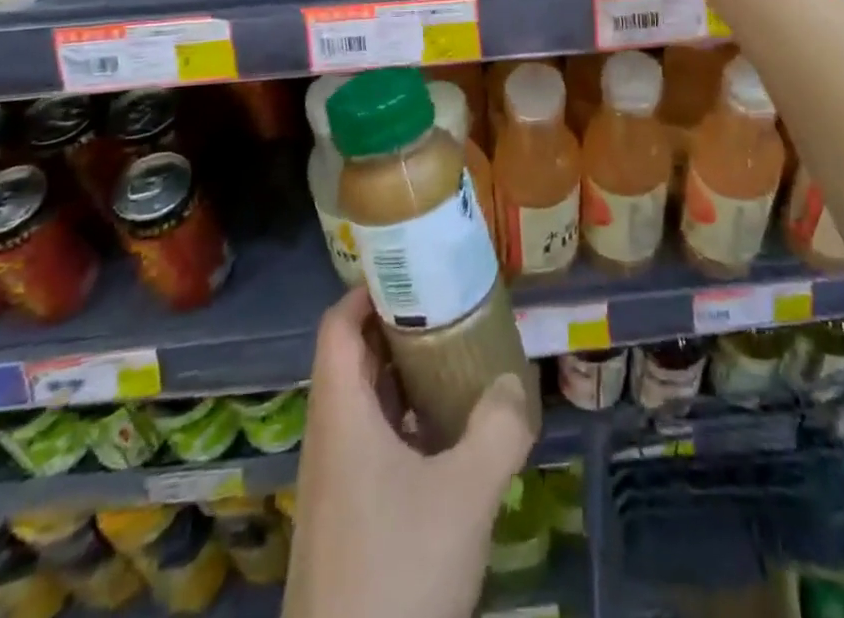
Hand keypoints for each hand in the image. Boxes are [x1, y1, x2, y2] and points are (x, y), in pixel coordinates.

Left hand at [283, 287, 536, 617]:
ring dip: (403, 377)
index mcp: (341, 413)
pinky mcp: (345, 518)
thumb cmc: (397, 571)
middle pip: (353, 357)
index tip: (414, 271)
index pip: (338, 324)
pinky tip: (445, 437)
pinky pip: (370, 444)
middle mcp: (329, 437)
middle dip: (398, 327)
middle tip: (448, 308)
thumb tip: (514, 384)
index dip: (369, 290)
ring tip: (454, 360)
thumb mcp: (464, 495)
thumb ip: (497, 429)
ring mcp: (333, 481)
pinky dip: (403, 423)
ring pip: (363, 404)